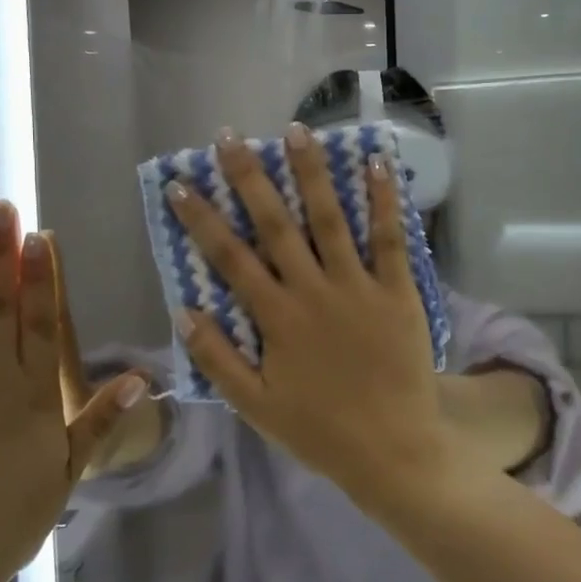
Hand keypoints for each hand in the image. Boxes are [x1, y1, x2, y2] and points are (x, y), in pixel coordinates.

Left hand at [0, 201, 146, 581]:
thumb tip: (142, 378)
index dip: (41, 278)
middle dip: (2, 255)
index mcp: (35, 396)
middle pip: (1, 308)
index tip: (39, 238)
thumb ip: (100, 419)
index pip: (41, 324)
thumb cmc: (13, 516)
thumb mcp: (69, 471)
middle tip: (1, 209)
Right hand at [166, 125, 448, 504]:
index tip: (182, 184)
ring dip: (312, 173)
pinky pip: (391, 238)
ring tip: (297, 131)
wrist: (393, 450)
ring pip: (330, 219)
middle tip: (231, 138)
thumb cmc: (321, 430)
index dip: (202, 218)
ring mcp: (359, 287)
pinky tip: (377, 163)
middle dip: (250, 178)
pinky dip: (384, 200)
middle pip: (276, 224)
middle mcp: (313, 291)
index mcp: (277, 318)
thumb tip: (184, 310)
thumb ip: (218, 359)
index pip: (230, 257)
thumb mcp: (255, 407)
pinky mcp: (398, 291)